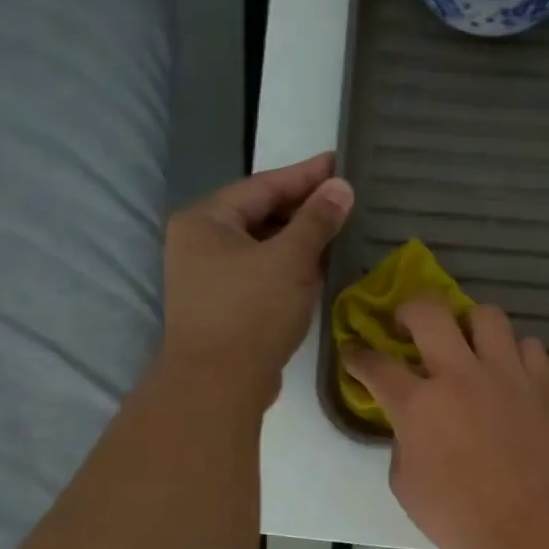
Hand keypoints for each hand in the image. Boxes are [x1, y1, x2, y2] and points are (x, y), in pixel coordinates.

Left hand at [160, 152, 352, 406]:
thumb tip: (341, 187)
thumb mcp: (290, 260)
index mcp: (205, 221)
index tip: (341, 163)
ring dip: (302, 239)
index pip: (263, 186)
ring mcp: (211, 277)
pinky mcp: (226, 306)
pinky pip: (264, 273)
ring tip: (343, 229)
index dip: (305, 175)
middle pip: (261, 214)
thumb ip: (316, 221)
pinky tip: (323, 266)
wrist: (218, 385)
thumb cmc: (251, 313)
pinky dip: (292, 267)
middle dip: (305, 208)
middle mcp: (201, 243)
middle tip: (347, 197)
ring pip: (264, 246)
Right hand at [343, 297, 548, 548]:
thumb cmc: (460, 517)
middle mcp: (460, 374)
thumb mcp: (407, 486)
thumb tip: (414, 426)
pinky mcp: (543, 384)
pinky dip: (516, 353)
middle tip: (409, 326)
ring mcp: (506, 374)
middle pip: (428, 311)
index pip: (376, 365)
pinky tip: (511, 371)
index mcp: (418, 404)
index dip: (358, 356)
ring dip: (471, 325)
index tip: (355, 353)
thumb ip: (403, 443)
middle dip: (409, 310)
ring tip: (470, 345)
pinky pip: (530, 346)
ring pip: (487, 315)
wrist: (531, 526)